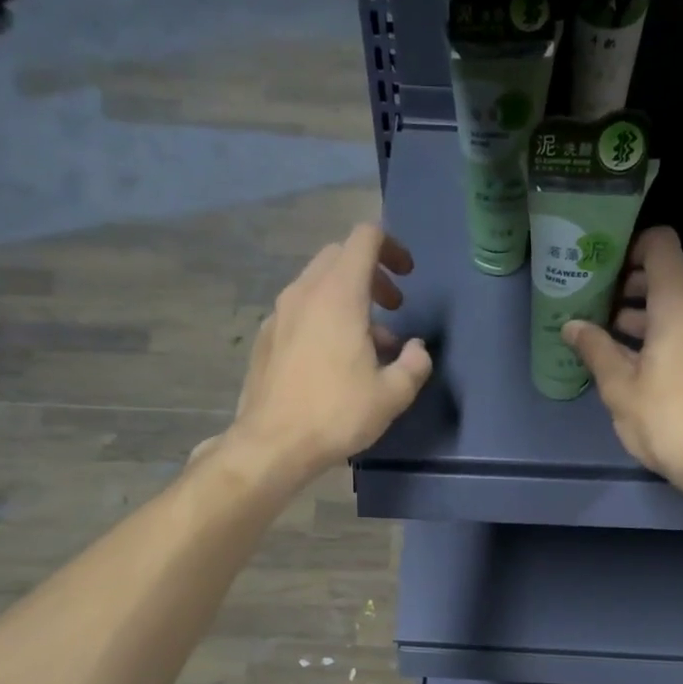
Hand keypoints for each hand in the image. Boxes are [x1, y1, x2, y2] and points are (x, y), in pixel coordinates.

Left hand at [217, 225, 431, 477]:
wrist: (272, 443)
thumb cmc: (337, 414)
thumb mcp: (392, 395)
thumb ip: (414, 364)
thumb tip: (416, 349)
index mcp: (339, 295)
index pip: (364, 239)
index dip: (391, 247)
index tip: (407, 276)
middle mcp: (305, 292)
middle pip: (339, 256)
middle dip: (371, 274)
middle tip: (393, 308)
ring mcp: (280, 313)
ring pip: (318, 284)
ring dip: (348, 299)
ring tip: (369, 343)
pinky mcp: (266, 337)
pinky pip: (301, 310)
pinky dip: (324, 317)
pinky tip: (334, 360)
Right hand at [562, 227, 682, 493]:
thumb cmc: (669, 419)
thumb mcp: (620, 387)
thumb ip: (595, 350)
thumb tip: (572, 325)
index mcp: (679, 305)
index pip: (661, 246)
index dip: (631, 246)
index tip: (601, 266)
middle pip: (666, 280)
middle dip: (628, 289)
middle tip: (592, 307)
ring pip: (675, 313)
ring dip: (641, 320)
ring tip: (604, 340)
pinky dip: (659, 340)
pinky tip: (633, 368)